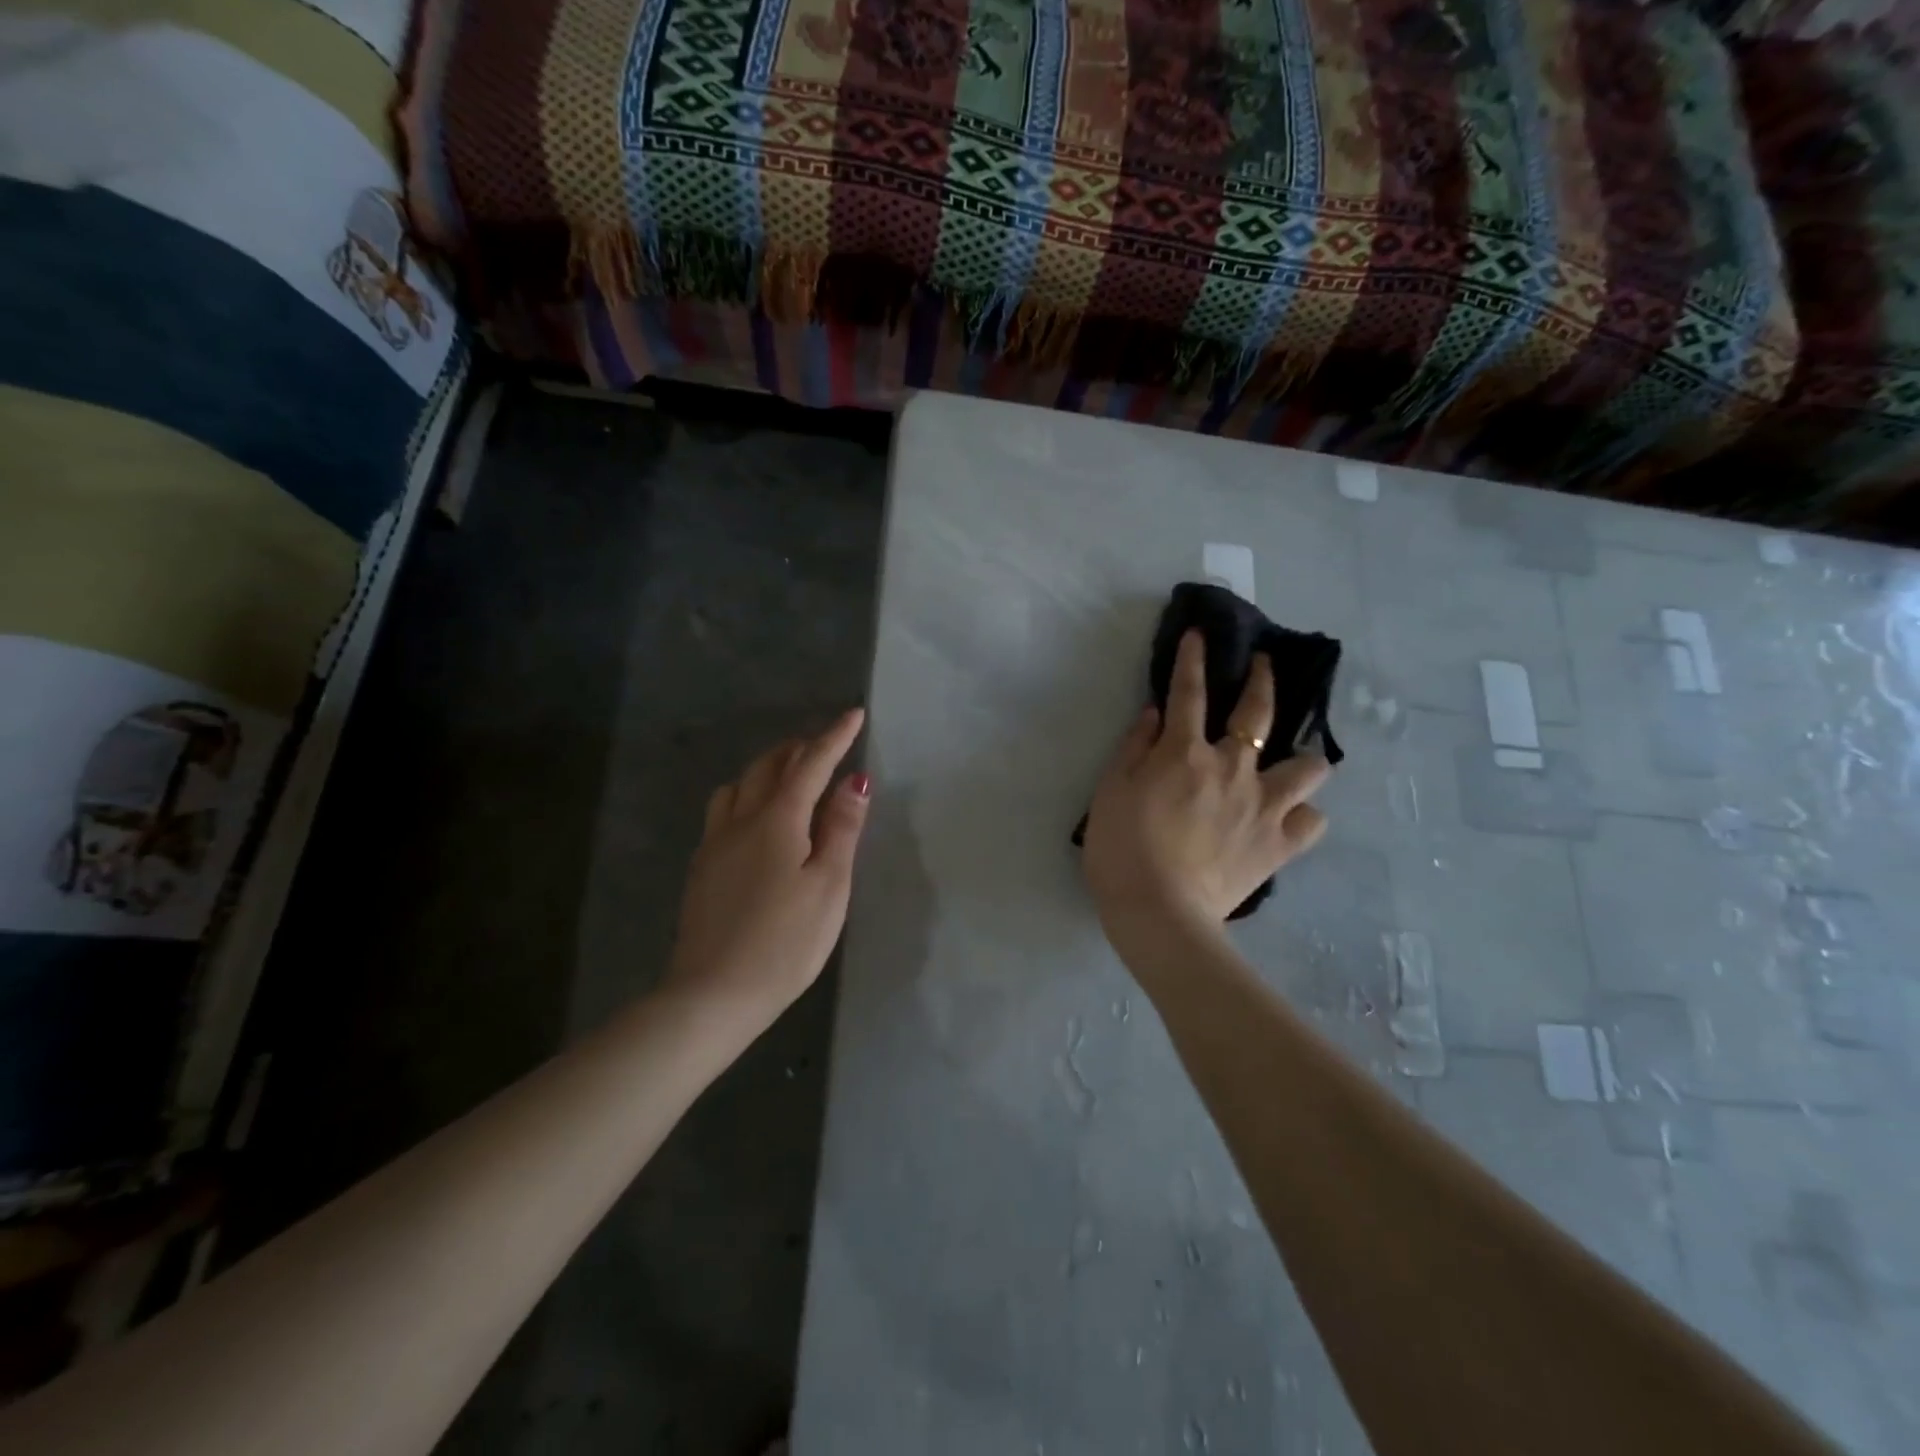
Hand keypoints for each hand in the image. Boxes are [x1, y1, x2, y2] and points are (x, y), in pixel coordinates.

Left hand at [667, 708, 870, 1020]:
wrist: (712, 994)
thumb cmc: (785, 942)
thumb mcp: (829, 886)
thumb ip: (841, 829)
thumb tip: (854, 781)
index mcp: (776, 820)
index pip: (810, 764)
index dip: (834, 738)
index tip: (854, 714)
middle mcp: (739, 820)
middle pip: (767, 767)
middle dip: (798, 748)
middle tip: (824, 747)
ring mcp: (714, 844)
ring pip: (738, 785)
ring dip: (767, 768)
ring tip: (789, 777)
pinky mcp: (701, 868)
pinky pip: (723, 810)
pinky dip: (746, 795)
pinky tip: (756, 819)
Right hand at [1083, 631, 1329, 940]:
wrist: (1158, 912)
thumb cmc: (1121, 849)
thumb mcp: (1110, 790)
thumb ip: (1134, 747)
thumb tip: (1154, 713)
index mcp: (1185, 753)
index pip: (1189, 693)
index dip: (1193, 659)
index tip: (1199, 635)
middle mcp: (1232, 769)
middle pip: (1258, 713)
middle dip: (1263, 680)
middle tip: (1265, 666)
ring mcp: (1263, 806)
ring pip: (1308, 767)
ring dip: (1301, 757)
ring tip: (1290, 762)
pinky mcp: (1279, 844)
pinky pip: (1311, 822)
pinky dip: (1302, 816)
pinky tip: (1288, 818)